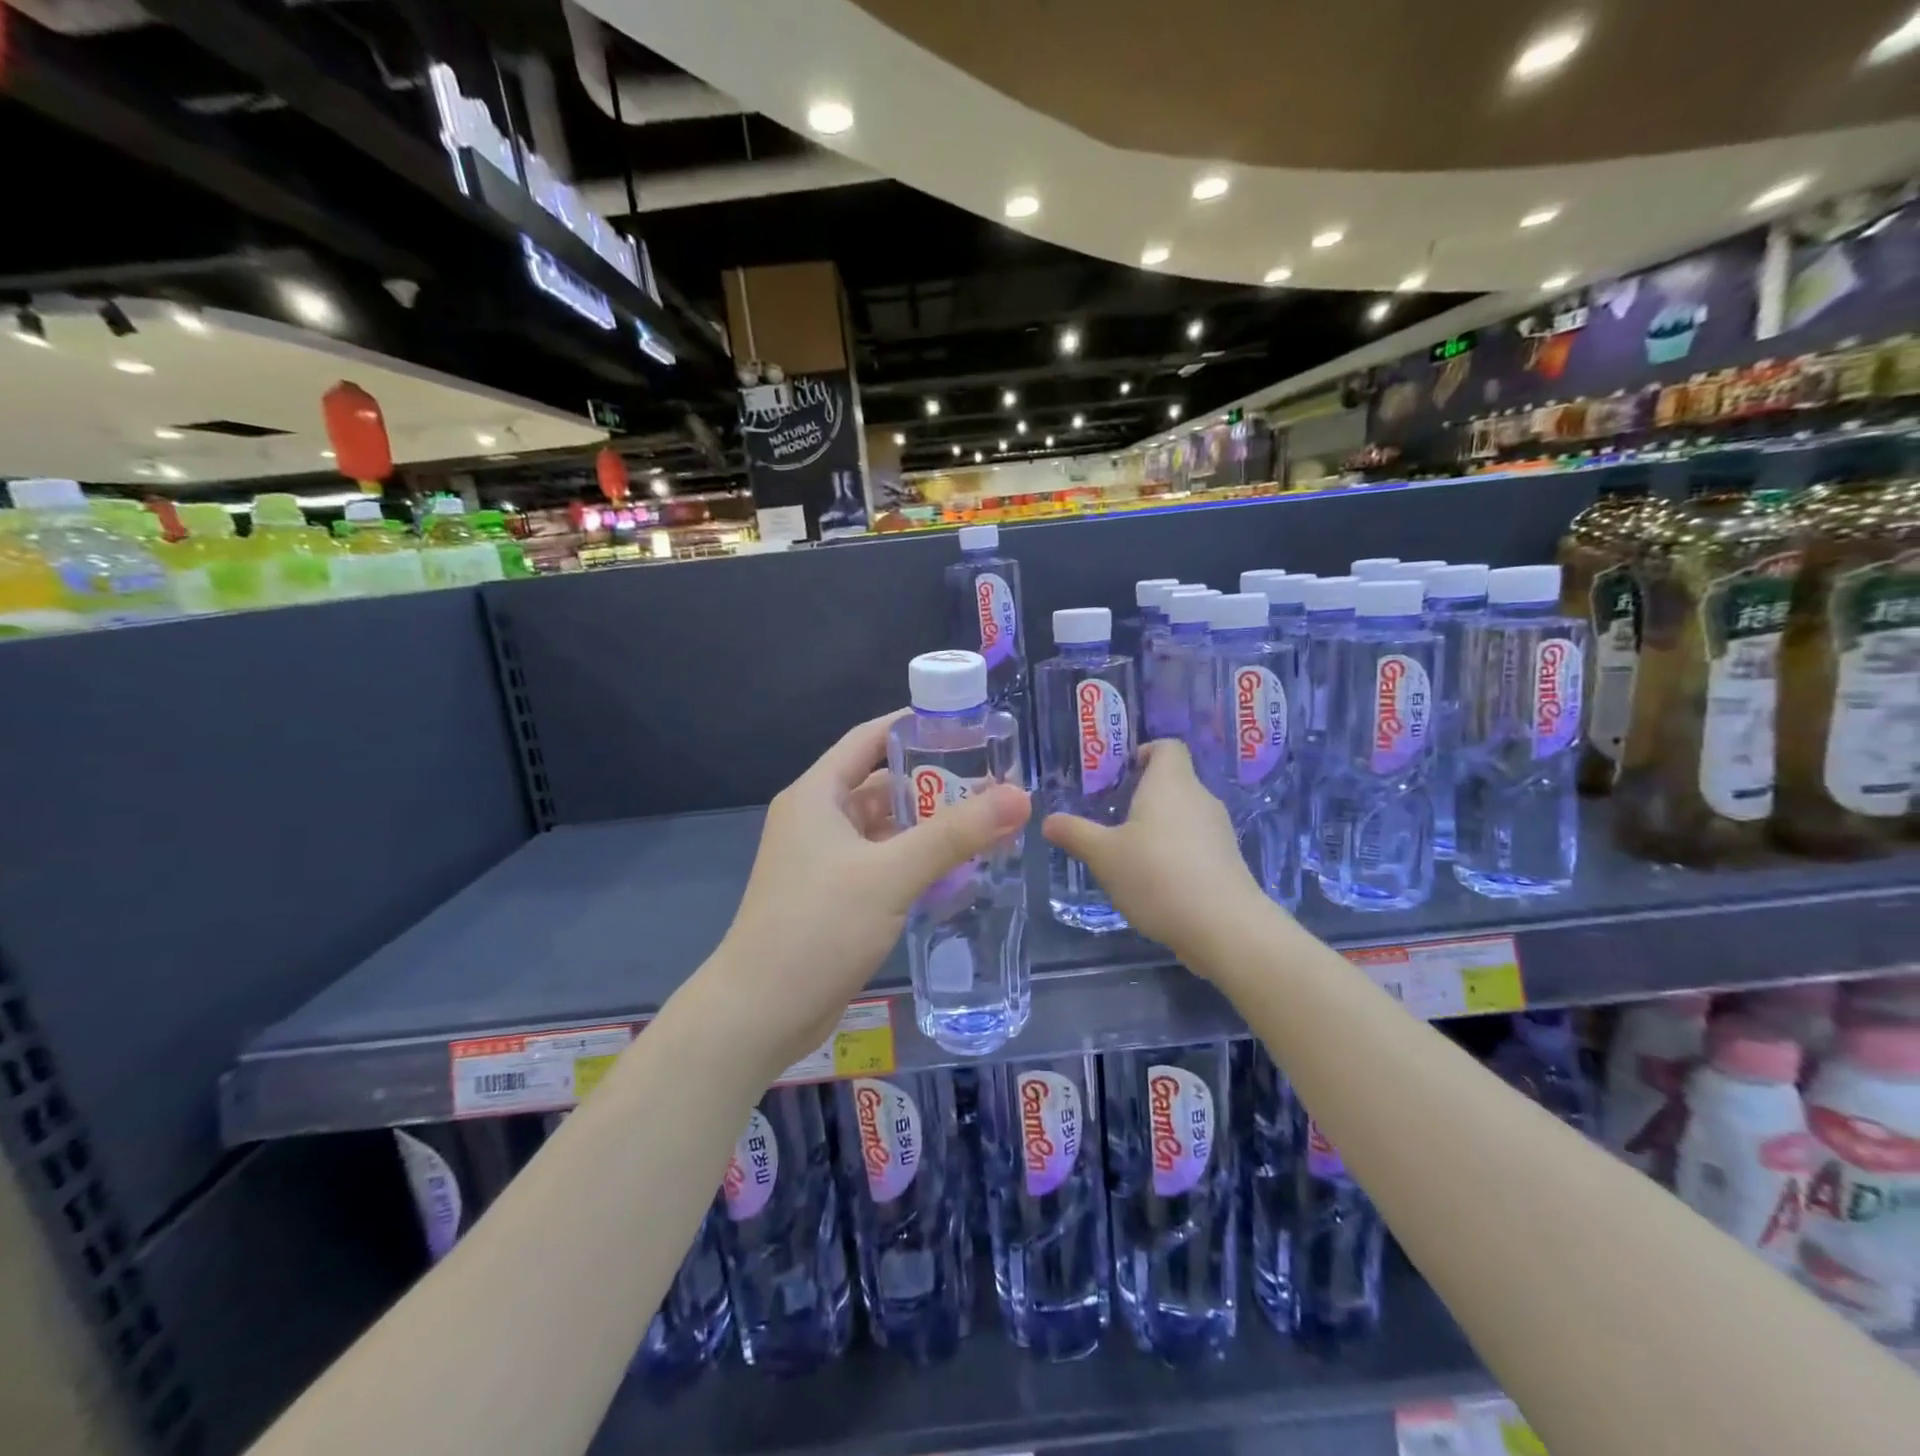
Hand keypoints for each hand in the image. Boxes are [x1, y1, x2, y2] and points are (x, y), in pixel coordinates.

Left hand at [705, 711, 1029, 1076]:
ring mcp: (825, 860)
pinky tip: (958, 870)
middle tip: (992, 780)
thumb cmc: (818, 927)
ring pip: (885, 827)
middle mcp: (818, 819)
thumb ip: (954, 835)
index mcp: (818, 795)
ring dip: (928, 825)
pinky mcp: (835, 896)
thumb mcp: (890, 874)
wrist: (760, 1014)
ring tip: (987, 821)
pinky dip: (916, 861)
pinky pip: (883, 863)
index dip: (915, 726)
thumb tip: (1019, 796)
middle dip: (934, 780)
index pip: (869, 738)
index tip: (967, 725)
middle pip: (881, 783)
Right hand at [1042, 740, 1267, 966]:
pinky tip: (1157, 881)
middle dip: (1145, 795)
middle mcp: (1200, 797)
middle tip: (1114, 817)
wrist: (1222, 926)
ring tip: (1131, 852)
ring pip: (1186, 815)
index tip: (1122, 773)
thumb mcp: (1103, 855)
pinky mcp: (1228, 860)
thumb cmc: (1156, 875)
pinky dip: (1177, 852)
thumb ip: (1075, 833)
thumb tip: (1048, 821)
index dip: (1145, 752)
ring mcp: (1219, 830)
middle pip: (1175, 781)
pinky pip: (1197, 843)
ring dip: (1161, 827)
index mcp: (1170, 783)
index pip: (1167, 747)